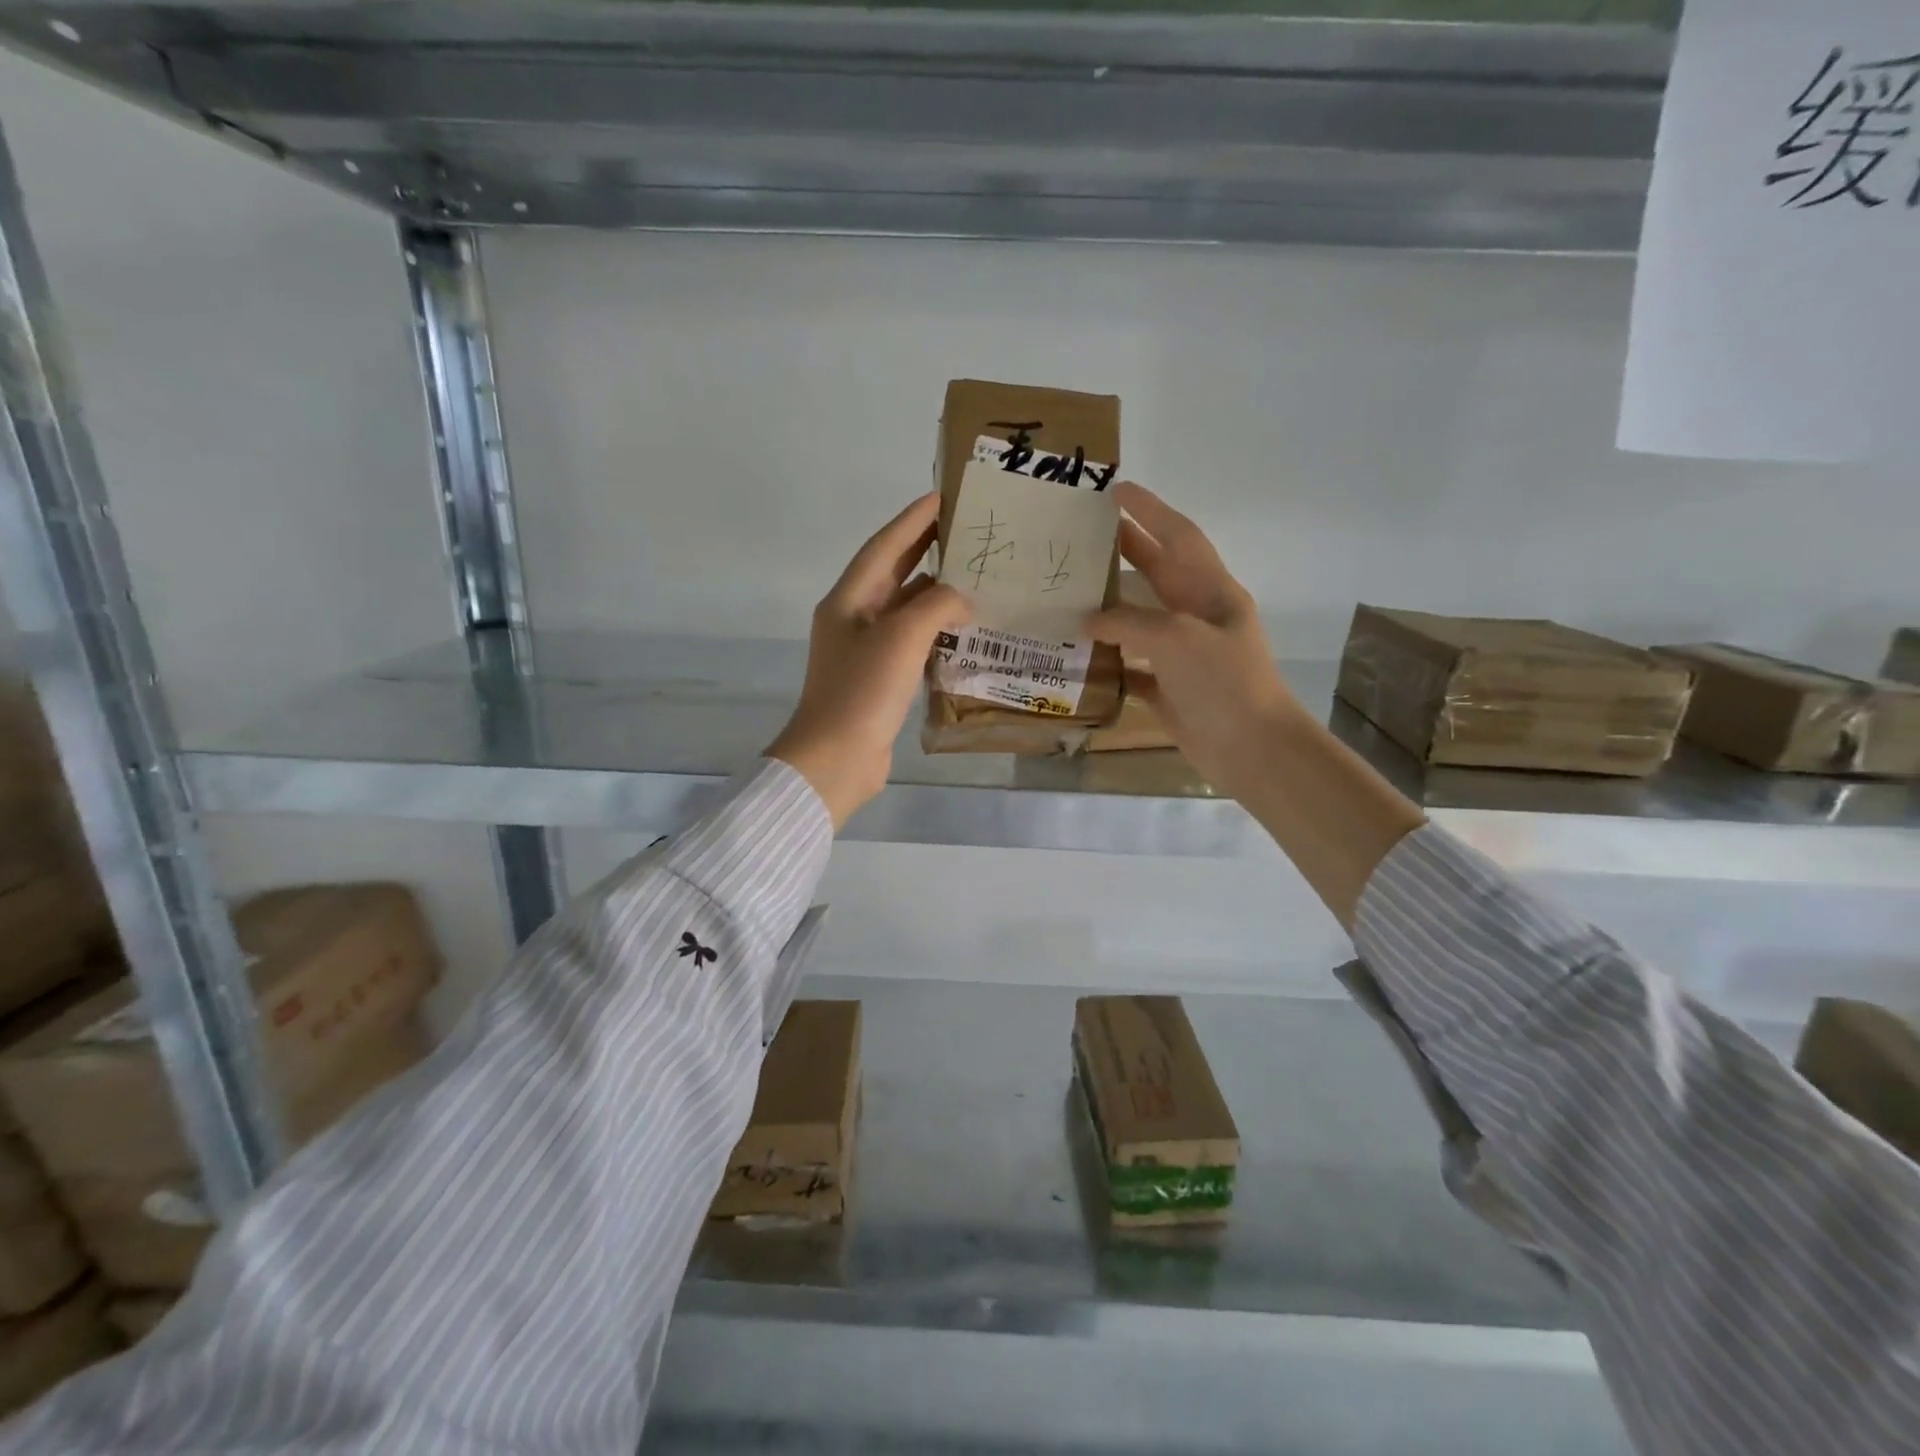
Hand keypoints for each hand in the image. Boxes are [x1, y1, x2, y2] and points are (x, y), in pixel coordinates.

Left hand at [768, 493, 970, 827]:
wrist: (836, 759)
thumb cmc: (863, 691)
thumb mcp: (902, 638)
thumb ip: (936, 606)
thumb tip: (962, 600)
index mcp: (849, 599)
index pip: (885, 546)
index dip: (913, 519)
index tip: (944, 495)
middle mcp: (854, 618)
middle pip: (894, 572)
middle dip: (926, 548)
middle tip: (965, 529)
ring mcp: (866, 650)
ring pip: (905, 608)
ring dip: (936, 591)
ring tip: (975, 574)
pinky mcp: (880, 678)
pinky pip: (912, 640)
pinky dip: (937, 629)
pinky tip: (965, 626)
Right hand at [1084, 482, 1302, 798]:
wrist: (1251, 748)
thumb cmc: (1223, 682)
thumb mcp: (1177, 638)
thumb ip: (1129, 621)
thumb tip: (1088, 620)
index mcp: (1212, 592)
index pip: (1179, 536)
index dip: (1150, 510)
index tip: (1116, 489)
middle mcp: (1197, 616)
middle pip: (1157, 572)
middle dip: (1125, 549)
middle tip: (1083, 532)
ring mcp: (1182, 653)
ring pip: (1139, 618)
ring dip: (1109, 604)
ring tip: (1069, 588)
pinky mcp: (1167, 686)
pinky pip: (1130, 663)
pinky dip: (1107, 657)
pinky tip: (1077, 652)